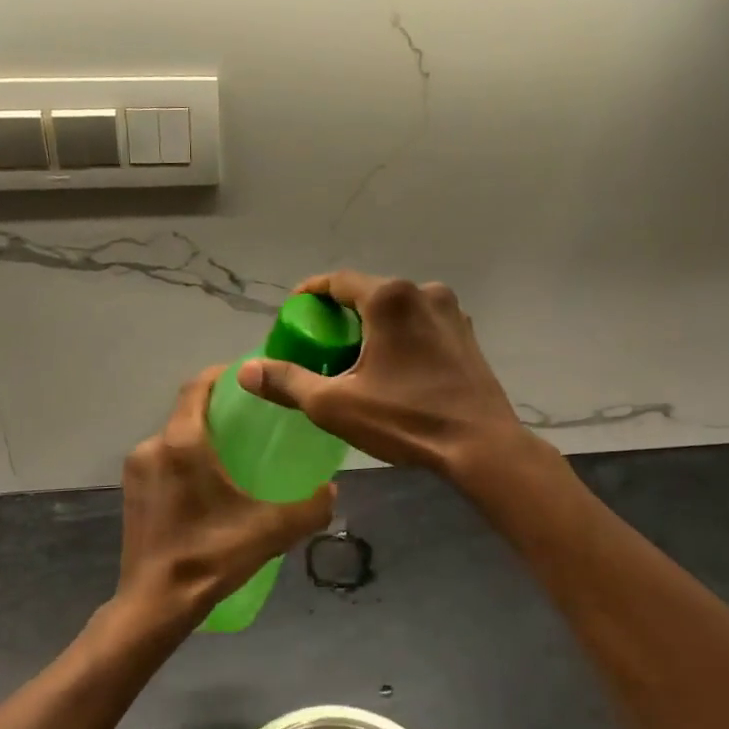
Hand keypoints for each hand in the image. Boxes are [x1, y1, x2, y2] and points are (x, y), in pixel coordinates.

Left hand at [117, 366, 334, 628]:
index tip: (248, 377)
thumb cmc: (209, 557)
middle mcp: (153, 447)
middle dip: (218, 410)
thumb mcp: (269, 531)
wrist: (154, 605)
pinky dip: (184, 461)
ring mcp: (137, 471)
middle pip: (187, 412)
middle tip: (252, 422)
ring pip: (173, 439)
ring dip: (200, 438)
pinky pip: (162, 461)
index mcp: (182, 443)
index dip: (222, 375)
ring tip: (233, 456)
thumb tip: (332, 490)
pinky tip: (207, 488)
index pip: (197, 387)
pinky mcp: (132, 493)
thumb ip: (309, 508)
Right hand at [238, 272, 530, 476]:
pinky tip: (393, 365)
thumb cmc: (406, 420)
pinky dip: (400, 334)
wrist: (482, 447)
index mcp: (390, 298)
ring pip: (397, 308)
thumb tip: (246, 370)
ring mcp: (451, 311)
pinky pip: (421, 323)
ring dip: (372, 324)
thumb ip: (287, 382)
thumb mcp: (335, 405)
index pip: (337, 281)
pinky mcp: (466, 334)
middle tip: (320, 341)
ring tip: (354, 355)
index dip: (310, 294)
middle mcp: (423, 292)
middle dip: (340, 312)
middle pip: (368, 293)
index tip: (293, 312)